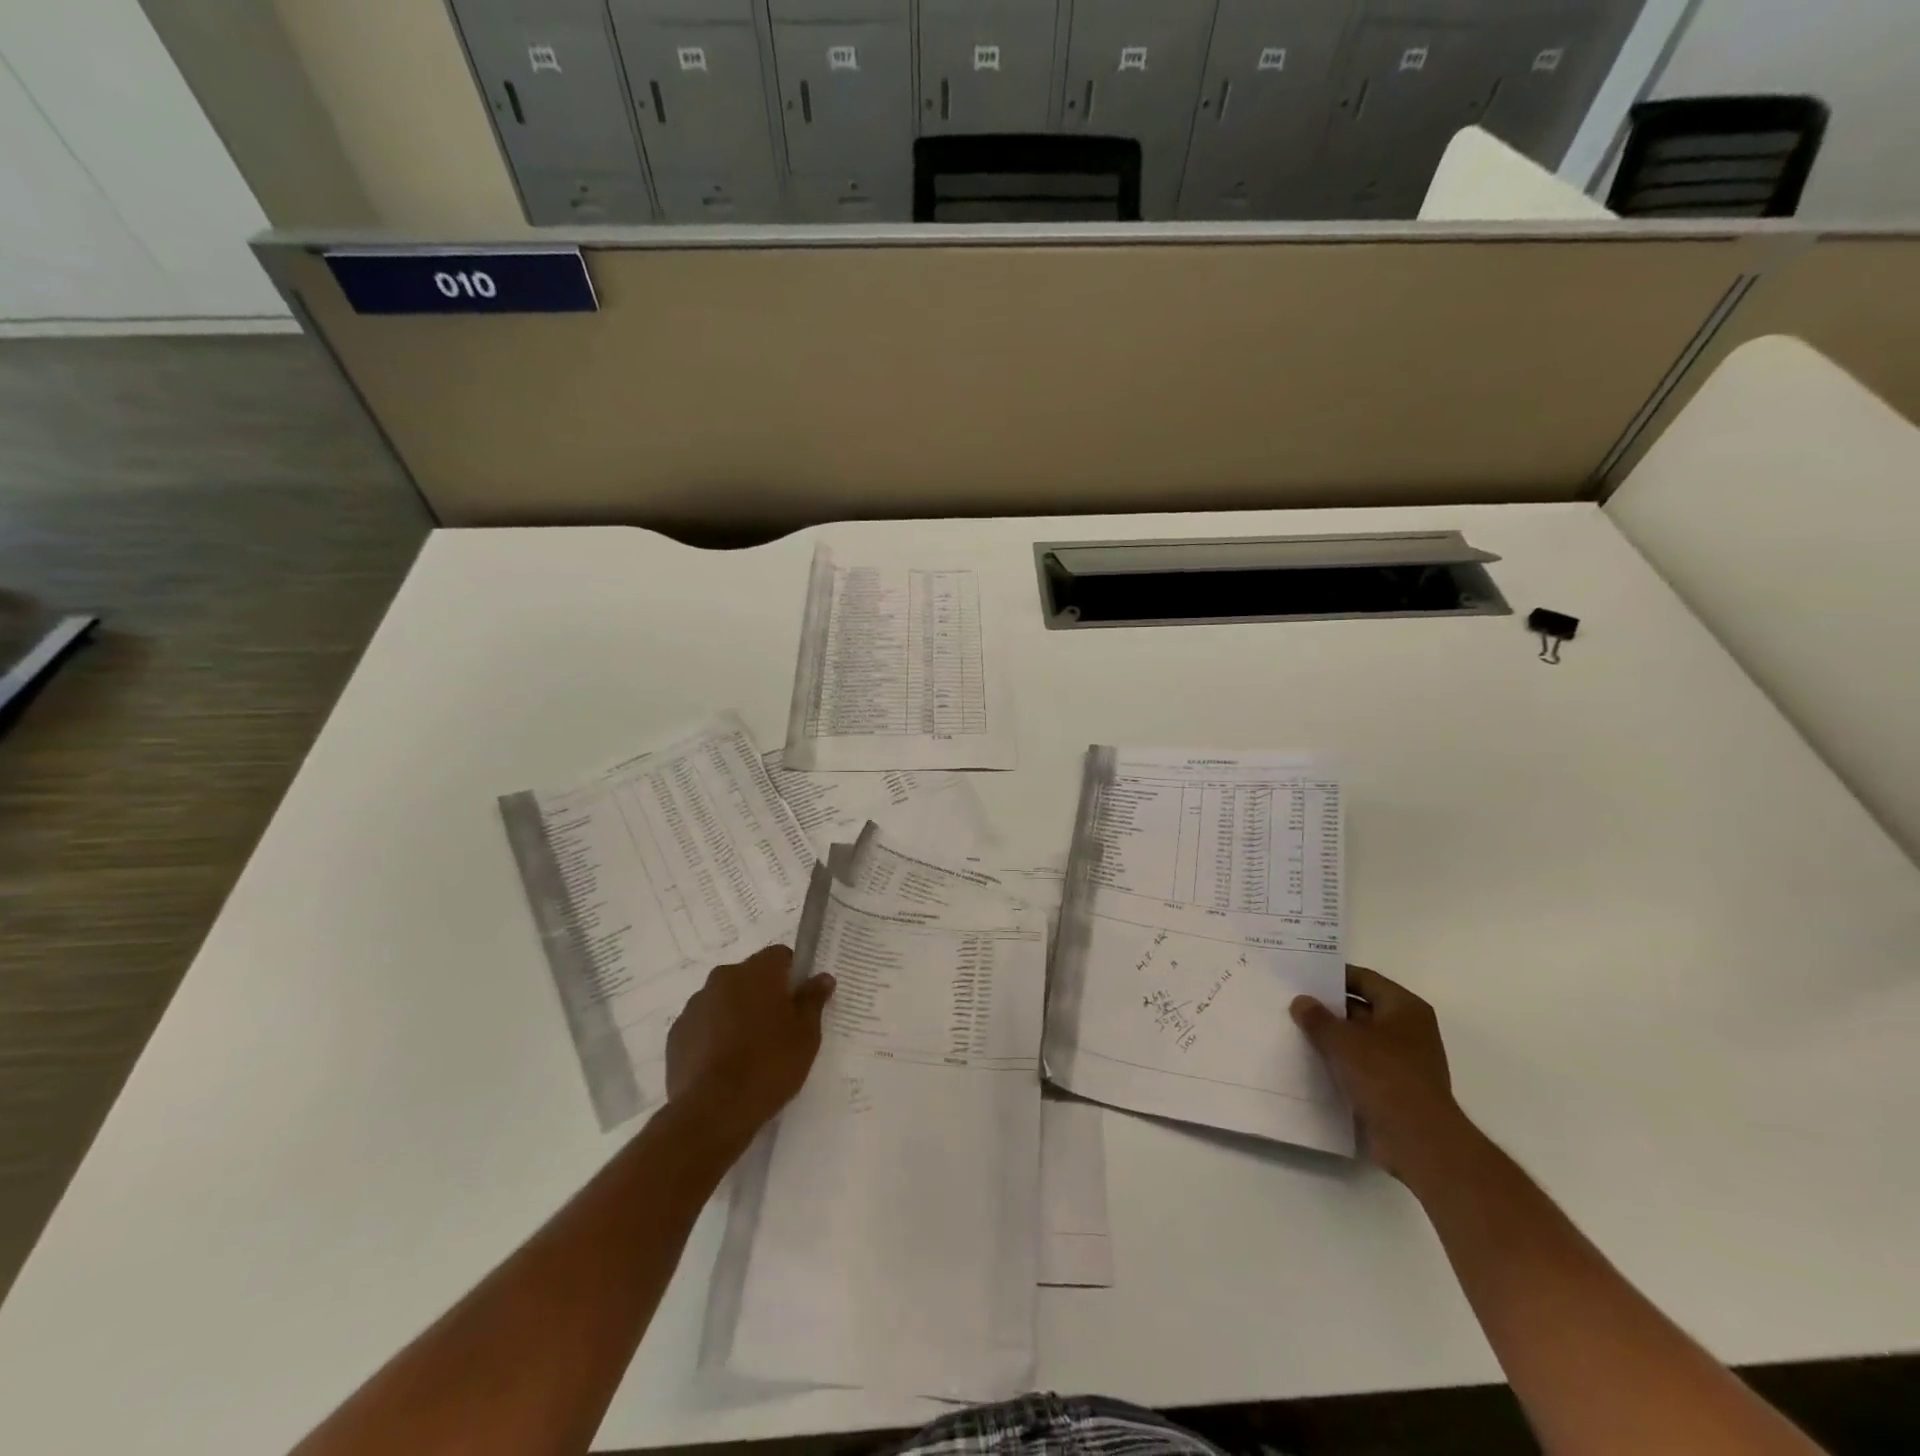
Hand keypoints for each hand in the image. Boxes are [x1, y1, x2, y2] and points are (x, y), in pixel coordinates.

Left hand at [665, 946, 835, 1151]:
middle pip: (750, 976)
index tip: (799, 1001)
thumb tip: (822, 978)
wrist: (712, 1112)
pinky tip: (724, 1065)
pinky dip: (714, 1035)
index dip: (792, 974)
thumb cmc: (769, 1066)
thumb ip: (813, 1000)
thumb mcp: (806, 1035)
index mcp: (757, 972)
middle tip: (778, 1029)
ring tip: (749, 1051)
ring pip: (725, 1000)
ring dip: (737, 1014)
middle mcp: (723, 978)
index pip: (780, 955)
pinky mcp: (676, 1034)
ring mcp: (695, 1005)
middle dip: (763, 994)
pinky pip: (704, 1024)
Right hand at [1291, 966, 1467, 1183]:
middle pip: (1362, 1009)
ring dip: (1333, 1038)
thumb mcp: (1342, 1039)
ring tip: (1294, 1031)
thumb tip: (1301, 1002)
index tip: (1302, 977)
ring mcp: (1404, 1062)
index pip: (1364, 979)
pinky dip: (1341, 1064)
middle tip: (1292, 1003)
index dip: (1333, 976)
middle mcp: (1409, 1030)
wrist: (1418, 1140)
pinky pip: (1362, 1067)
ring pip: (1360, 1040)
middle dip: (1329, 1008)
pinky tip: (1311, 1062)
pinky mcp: (1396, 1089)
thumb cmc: (1384, 1075)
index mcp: (1405, 1008)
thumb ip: (1317, 1017)